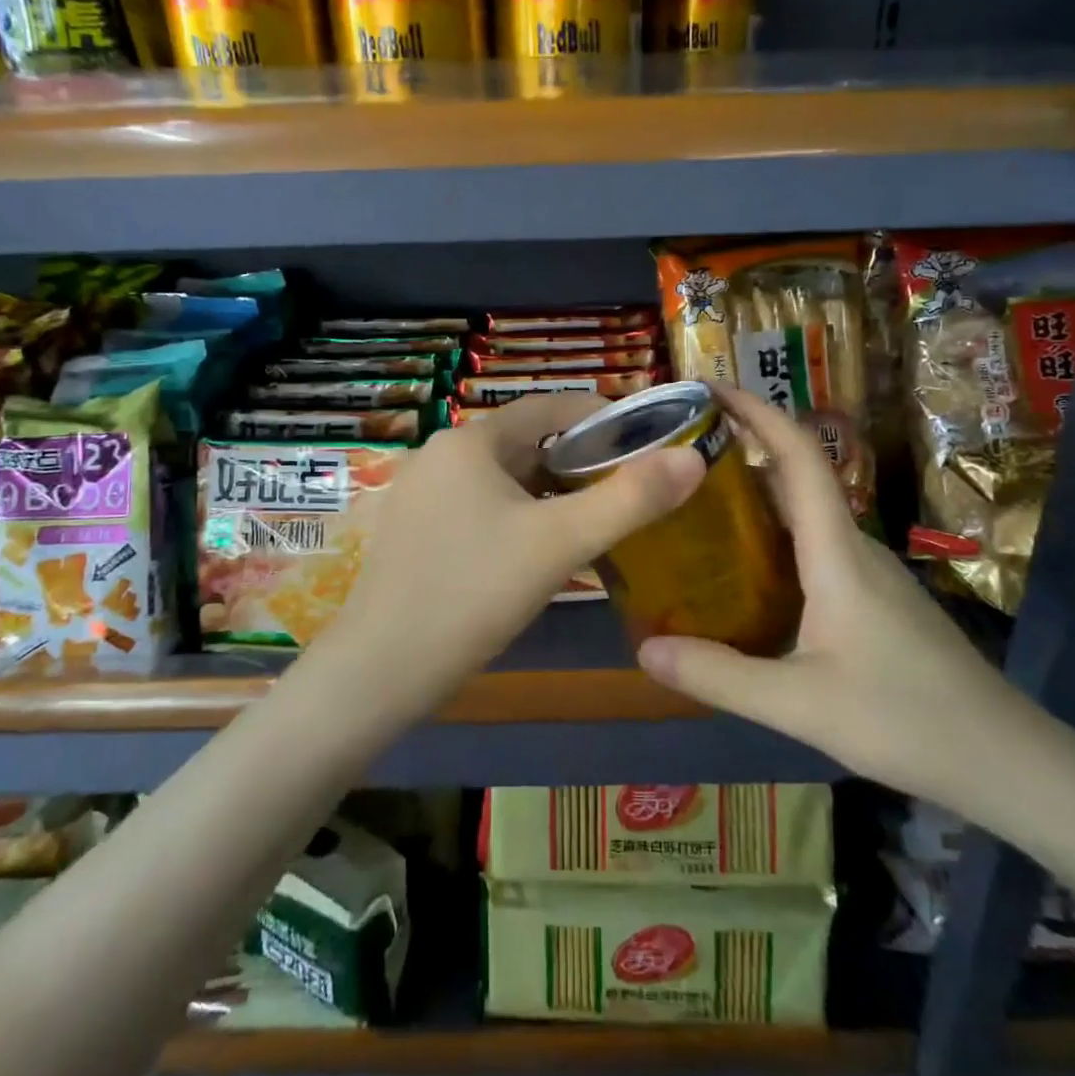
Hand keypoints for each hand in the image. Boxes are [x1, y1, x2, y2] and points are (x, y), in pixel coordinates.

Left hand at [329, 393, 703, 710]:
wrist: (381, 669)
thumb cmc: (473, 592)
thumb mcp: (560, 543)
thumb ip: (630, 499)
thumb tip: (693, 459)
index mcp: (470, 441)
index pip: (548, 406)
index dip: (600, 416)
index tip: (644, 438)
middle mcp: (440, 454)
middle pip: (525, 442)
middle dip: (578, 459)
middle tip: (628, 485)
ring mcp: (421, 493)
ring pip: (503, 478)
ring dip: (550, 490)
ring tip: (595, 515)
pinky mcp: (414, 530)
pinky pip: (480, 505)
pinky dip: (518, 513)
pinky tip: (541, 547)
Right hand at [636, 386, 1044, 819]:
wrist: (1006, 760)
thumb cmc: (906, 719)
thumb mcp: (799, 704)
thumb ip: (720, 676)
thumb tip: (644, 649)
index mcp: (836, 550)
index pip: (798, 456)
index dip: (756, 412)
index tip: (708, 387)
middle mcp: (852, 545)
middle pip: (795, 475)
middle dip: (741, 448)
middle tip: (678, 453)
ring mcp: (867, 571)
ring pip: (803, 513)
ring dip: (754, 495)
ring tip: (694, 505)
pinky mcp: (873, 597)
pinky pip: (812, 545)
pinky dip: (770, 536)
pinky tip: (742, 571)